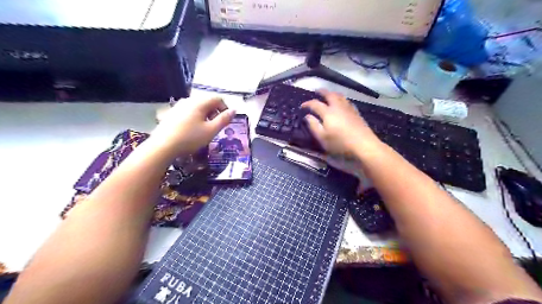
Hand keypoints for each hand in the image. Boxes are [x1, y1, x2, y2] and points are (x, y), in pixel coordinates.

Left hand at [148, 97, 233, 158]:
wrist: (162, 146)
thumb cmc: (190, 138)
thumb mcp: (211, 131)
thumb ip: (224, 120)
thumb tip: (234, 110)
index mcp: (199, 103)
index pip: (218, 99)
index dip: (225, 108)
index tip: (226, 121)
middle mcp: (189, 100)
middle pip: (207, 102)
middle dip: (215, 113)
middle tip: (216, 127)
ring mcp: (178, 106)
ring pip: (198, 107)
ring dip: (205, 116)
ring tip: (204, 130)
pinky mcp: (172, 113)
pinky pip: (188, 111)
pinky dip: (195, 118)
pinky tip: (192, 130)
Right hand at [301, 90, 379, 155]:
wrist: (363, 144)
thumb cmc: (340, 143)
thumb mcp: (323, 138)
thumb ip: (314, 126)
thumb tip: (308, 116)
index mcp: (328, 113)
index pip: (315, 104)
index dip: (307, 103)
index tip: (302, 106)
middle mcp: (338, 107)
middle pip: (329, 95)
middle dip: (322, 92)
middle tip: (317, 91)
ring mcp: (348, 109)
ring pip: (340, 96)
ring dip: (332, 93)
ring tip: (329, 95)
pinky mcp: (356, 113)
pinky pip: (346, 101)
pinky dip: (341, 99)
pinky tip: (341, 103)